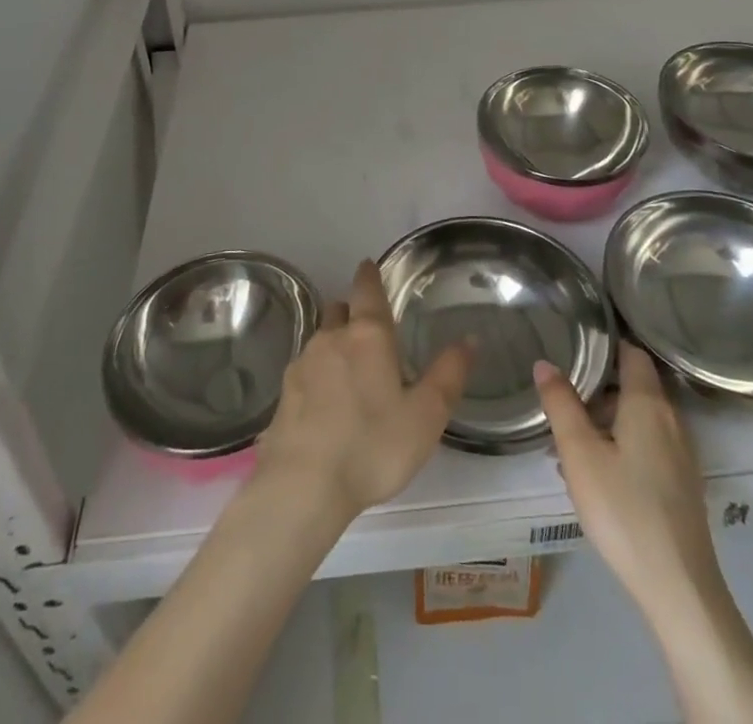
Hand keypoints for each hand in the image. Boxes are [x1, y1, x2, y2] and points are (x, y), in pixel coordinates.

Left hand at [254, 260, 470, 524]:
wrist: (303, 486)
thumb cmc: (373, 446)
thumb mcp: (426, 416)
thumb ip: (448, 375)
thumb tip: (469, 339)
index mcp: (368, 337)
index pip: (367, 291)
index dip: (369, 275)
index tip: (367, 265)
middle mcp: (331, 340)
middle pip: (338, 311)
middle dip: (350, 311)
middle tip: (366, 328)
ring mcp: (302, 366)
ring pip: (320, 340)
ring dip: (334, 345)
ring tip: (349, 370)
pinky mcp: (283, 395)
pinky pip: (304, 373)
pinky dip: (317, 377)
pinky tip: (325, 404)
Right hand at [535, 344, 716, 613]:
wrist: (678, 587)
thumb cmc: (623, 509)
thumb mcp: (579, 453)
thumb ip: (561, 404)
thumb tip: (545, 363)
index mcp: (648, 403)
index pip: (632, 353)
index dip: (606, 343)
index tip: (576, 343)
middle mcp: (671, 420)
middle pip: (634, 386)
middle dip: (597, 388)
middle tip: (562, 398)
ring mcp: (681, 454)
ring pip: (638, 419)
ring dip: (606, 421)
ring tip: (569, 442)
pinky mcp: (682, 484)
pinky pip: (647, 446)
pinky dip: (621, 445)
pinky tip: (596, 476)